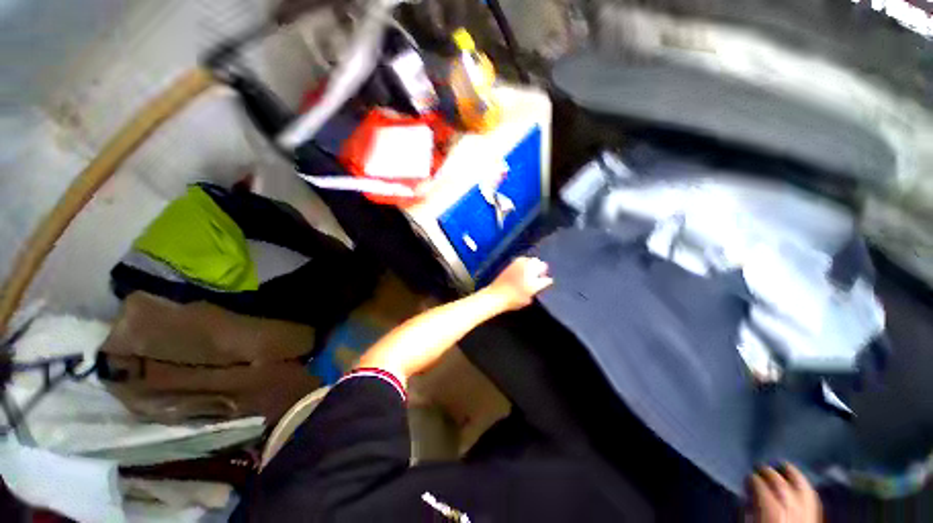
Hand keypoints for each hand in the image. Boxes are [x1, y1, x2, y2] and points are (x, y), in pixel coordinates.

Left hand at [486, 257, 553, 311]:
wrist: (496, 296)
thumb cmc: (511, 302)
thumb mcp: (525, 301)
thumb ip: (532, 293)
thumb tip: (535, 289)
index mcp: (534, 285)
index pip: (546, 280)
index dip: (547, 281)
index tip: (547, 281)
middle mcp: (529, 274)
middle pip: (542, 266)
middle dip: (543, 269)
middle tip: (541, 272)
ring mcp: (520, 268)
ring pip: (533, 260)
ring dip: (535, 263)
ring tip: (534, 266)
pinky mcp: (512, 265)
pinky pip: (522, 259)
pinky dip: (525, 260)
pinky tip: (524, 263)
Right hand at [748, 464, 821, 522]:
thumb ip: (750, 511)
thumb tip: (747, 496)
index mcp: (771, 513)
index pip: (760, 486)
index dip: (752, 480)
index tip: (747, 478)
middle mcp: (791, 512)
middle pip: (781, 485)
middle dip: (770, 473)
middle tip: (760, 468)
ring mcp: (807, 517)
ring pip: (802, 489)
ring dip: (792, 475)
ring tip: (783, 466)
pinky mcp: (816, 521)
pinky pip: (813, 500)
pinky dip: (806, 489)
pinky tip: (801, 484)